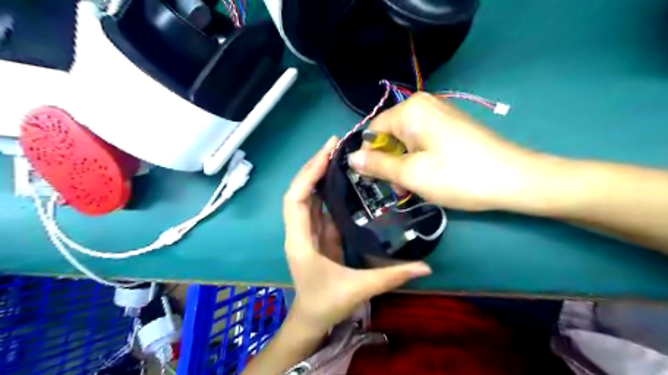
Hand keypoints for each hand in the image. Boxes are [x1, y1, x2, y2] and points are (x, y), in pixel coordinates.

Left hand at [283, 136, 432, 333]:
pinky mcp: (318, 234)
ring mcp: (308, 231)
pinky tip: (340, 178)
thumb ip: (392, 277)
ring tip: (337, 154)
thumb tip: (426, 267)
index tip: (327, 153)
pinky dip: (326, 189)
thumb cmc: (327, 304)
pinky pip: (318, 206)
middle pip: (299, 191)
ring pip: (307, 196)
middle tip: (334, 144)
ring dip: (319, 174)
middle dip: (314, 165)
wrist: (311, 319)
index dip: (309, 174)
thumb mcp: (359, 289)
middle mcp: (299, 231)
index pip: (296, 199)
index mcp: (301, 241)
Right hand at [350, 93, 541, 211]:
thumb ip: (377, 164)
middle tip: (400, 188)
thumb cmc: (457, 176)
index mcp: (409, 110)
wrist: (515, 180)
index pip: (373, 130)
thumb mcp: (410, 174)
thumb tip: (351, 158)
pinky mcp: (450, 126)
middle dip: (390, 162)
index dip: (370, 155)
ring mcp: (439, 114)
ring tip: (415, 187)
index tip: (375, 179)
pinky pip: (422, 141)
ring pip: (406, 141)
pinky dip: (419, 159)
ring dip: (404, 164)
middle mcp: (422, 105)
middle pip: (389, 135)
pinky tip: (430, 176)